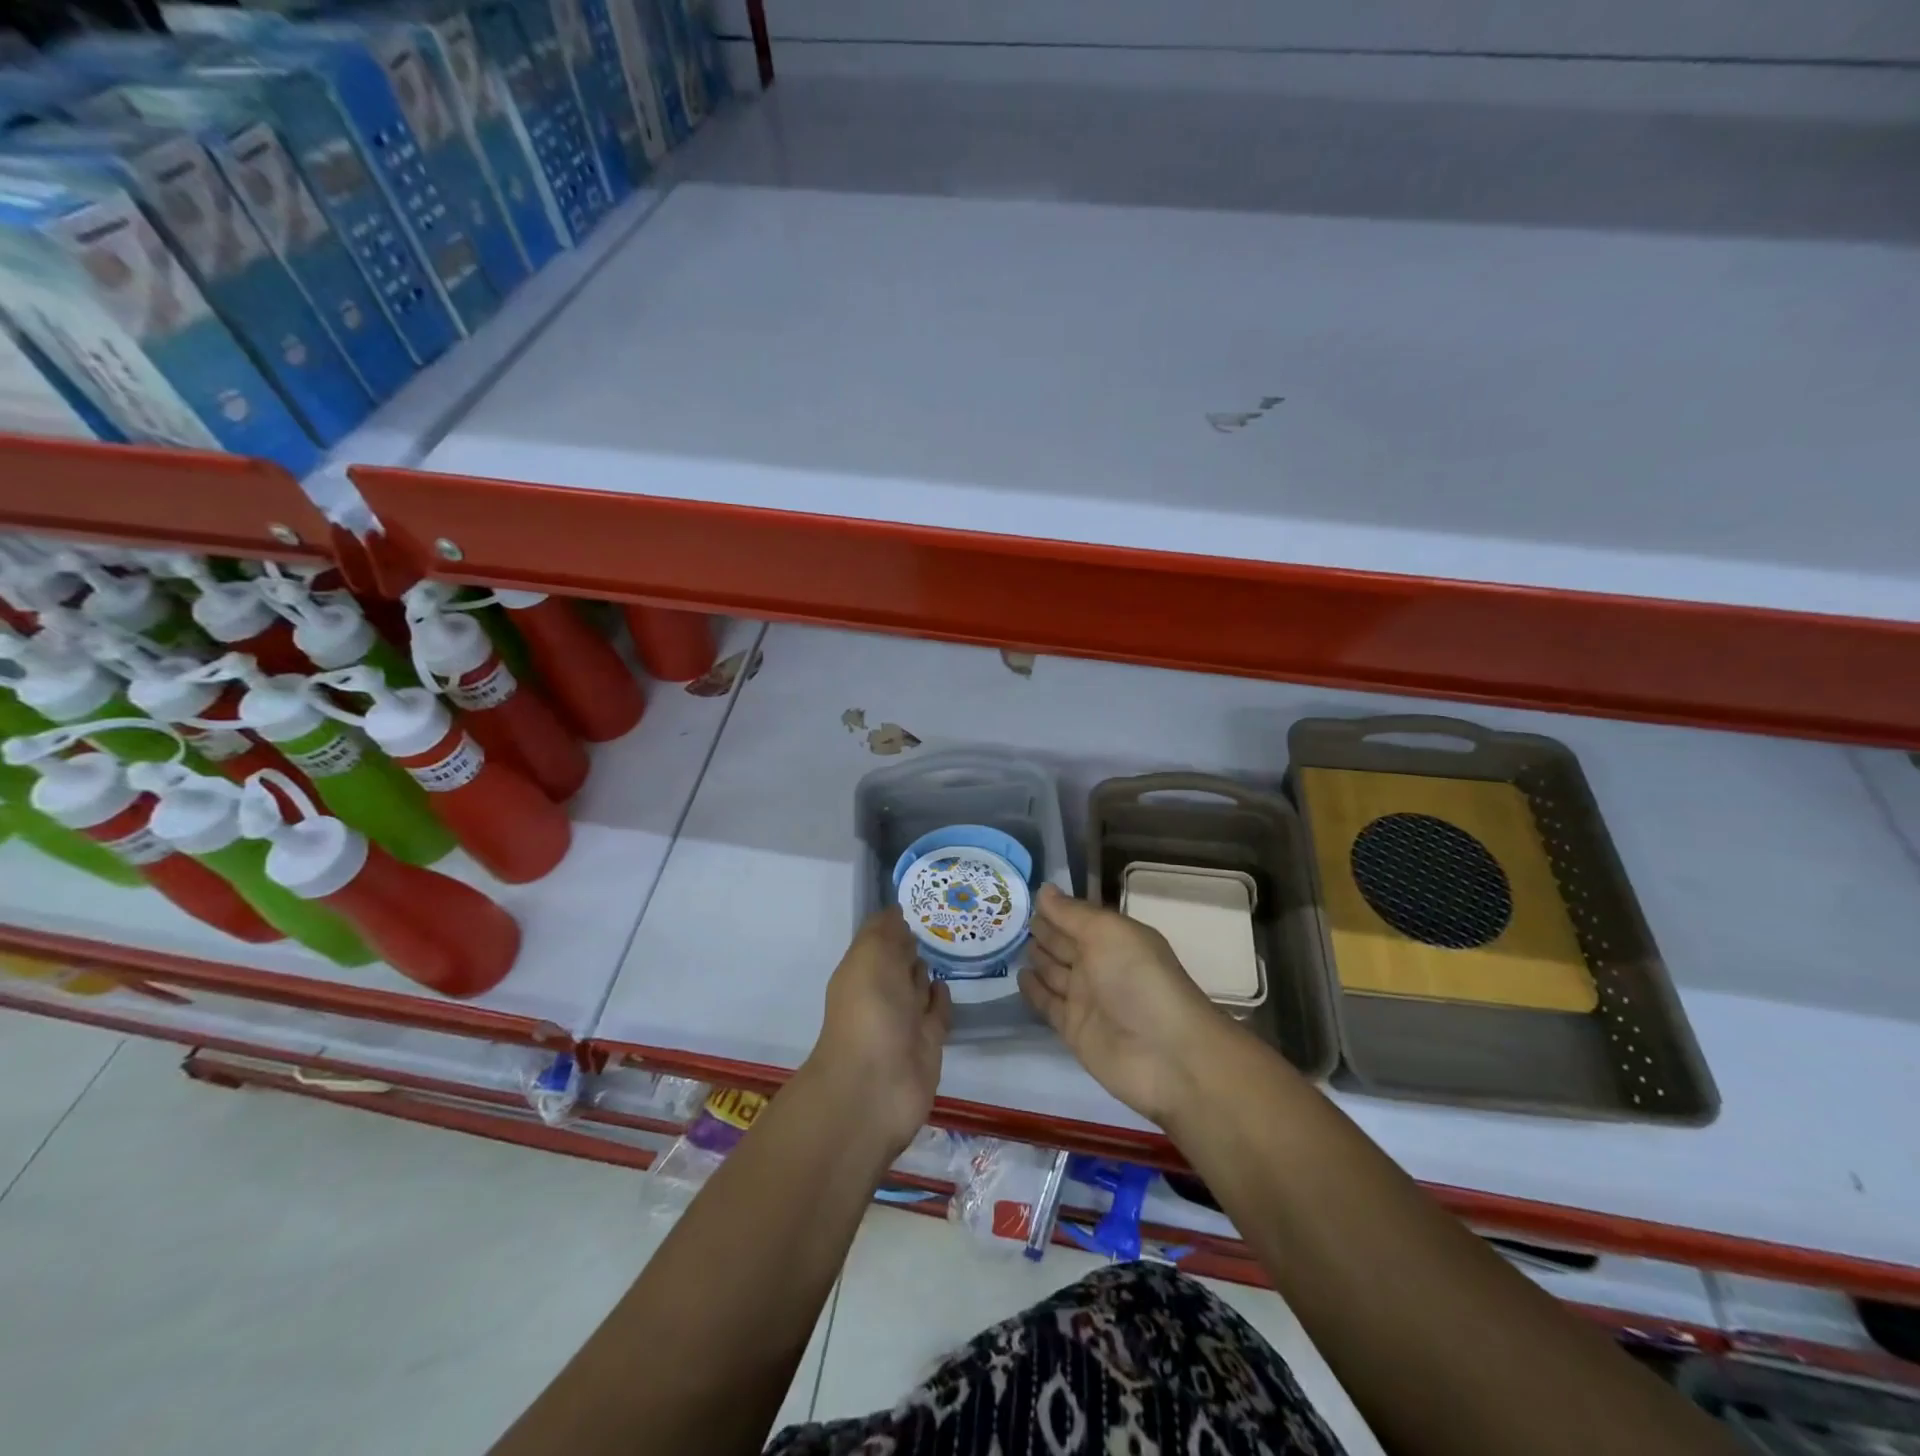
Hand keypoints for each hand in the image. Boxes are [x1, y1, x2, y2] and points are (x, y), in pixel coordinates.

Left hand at [806, 910, 950, 1155]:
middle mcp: (881, 993)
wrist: (876, 1086)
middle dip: (914, 944)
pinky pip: (936, 1014)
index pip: (880, 938)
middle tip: (943, 918)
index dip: (896, 921)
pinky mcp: (928, 1044)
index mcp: (861, 970)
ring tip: (951, 945)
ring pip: (918, 987)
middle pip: (899, 962)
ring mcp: (905, 1021)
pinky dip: (940, 998)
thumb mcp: (871, 956)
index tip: (923, 898)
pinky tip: (948, 983)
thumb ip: (885, 931)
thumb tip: (897, 910)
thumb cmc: (869, 1011)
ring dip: (928, 969)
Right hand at [1019, 884, 1227, 1125]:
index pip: (1077, 917)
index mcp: (1113, 937)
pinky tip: (1018, 975)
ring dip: (1035, 956)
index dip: (1053, 906)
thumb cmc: (1139, 979)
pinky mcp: (1074, 1029)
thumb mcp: (1107, 933)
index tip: (1019, 892)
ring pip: (1054, 971)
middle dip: (1040, 929)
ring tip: (1004, 939)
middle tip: (1004, 914)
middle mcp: (1099, 964)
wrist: (1165, 1053)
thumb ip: (1072, 913)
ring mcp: (1086, 998)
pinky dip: (1033, 990)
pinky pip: (1048, 1004)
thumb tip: (1044, 890)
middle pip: (1064, 943)